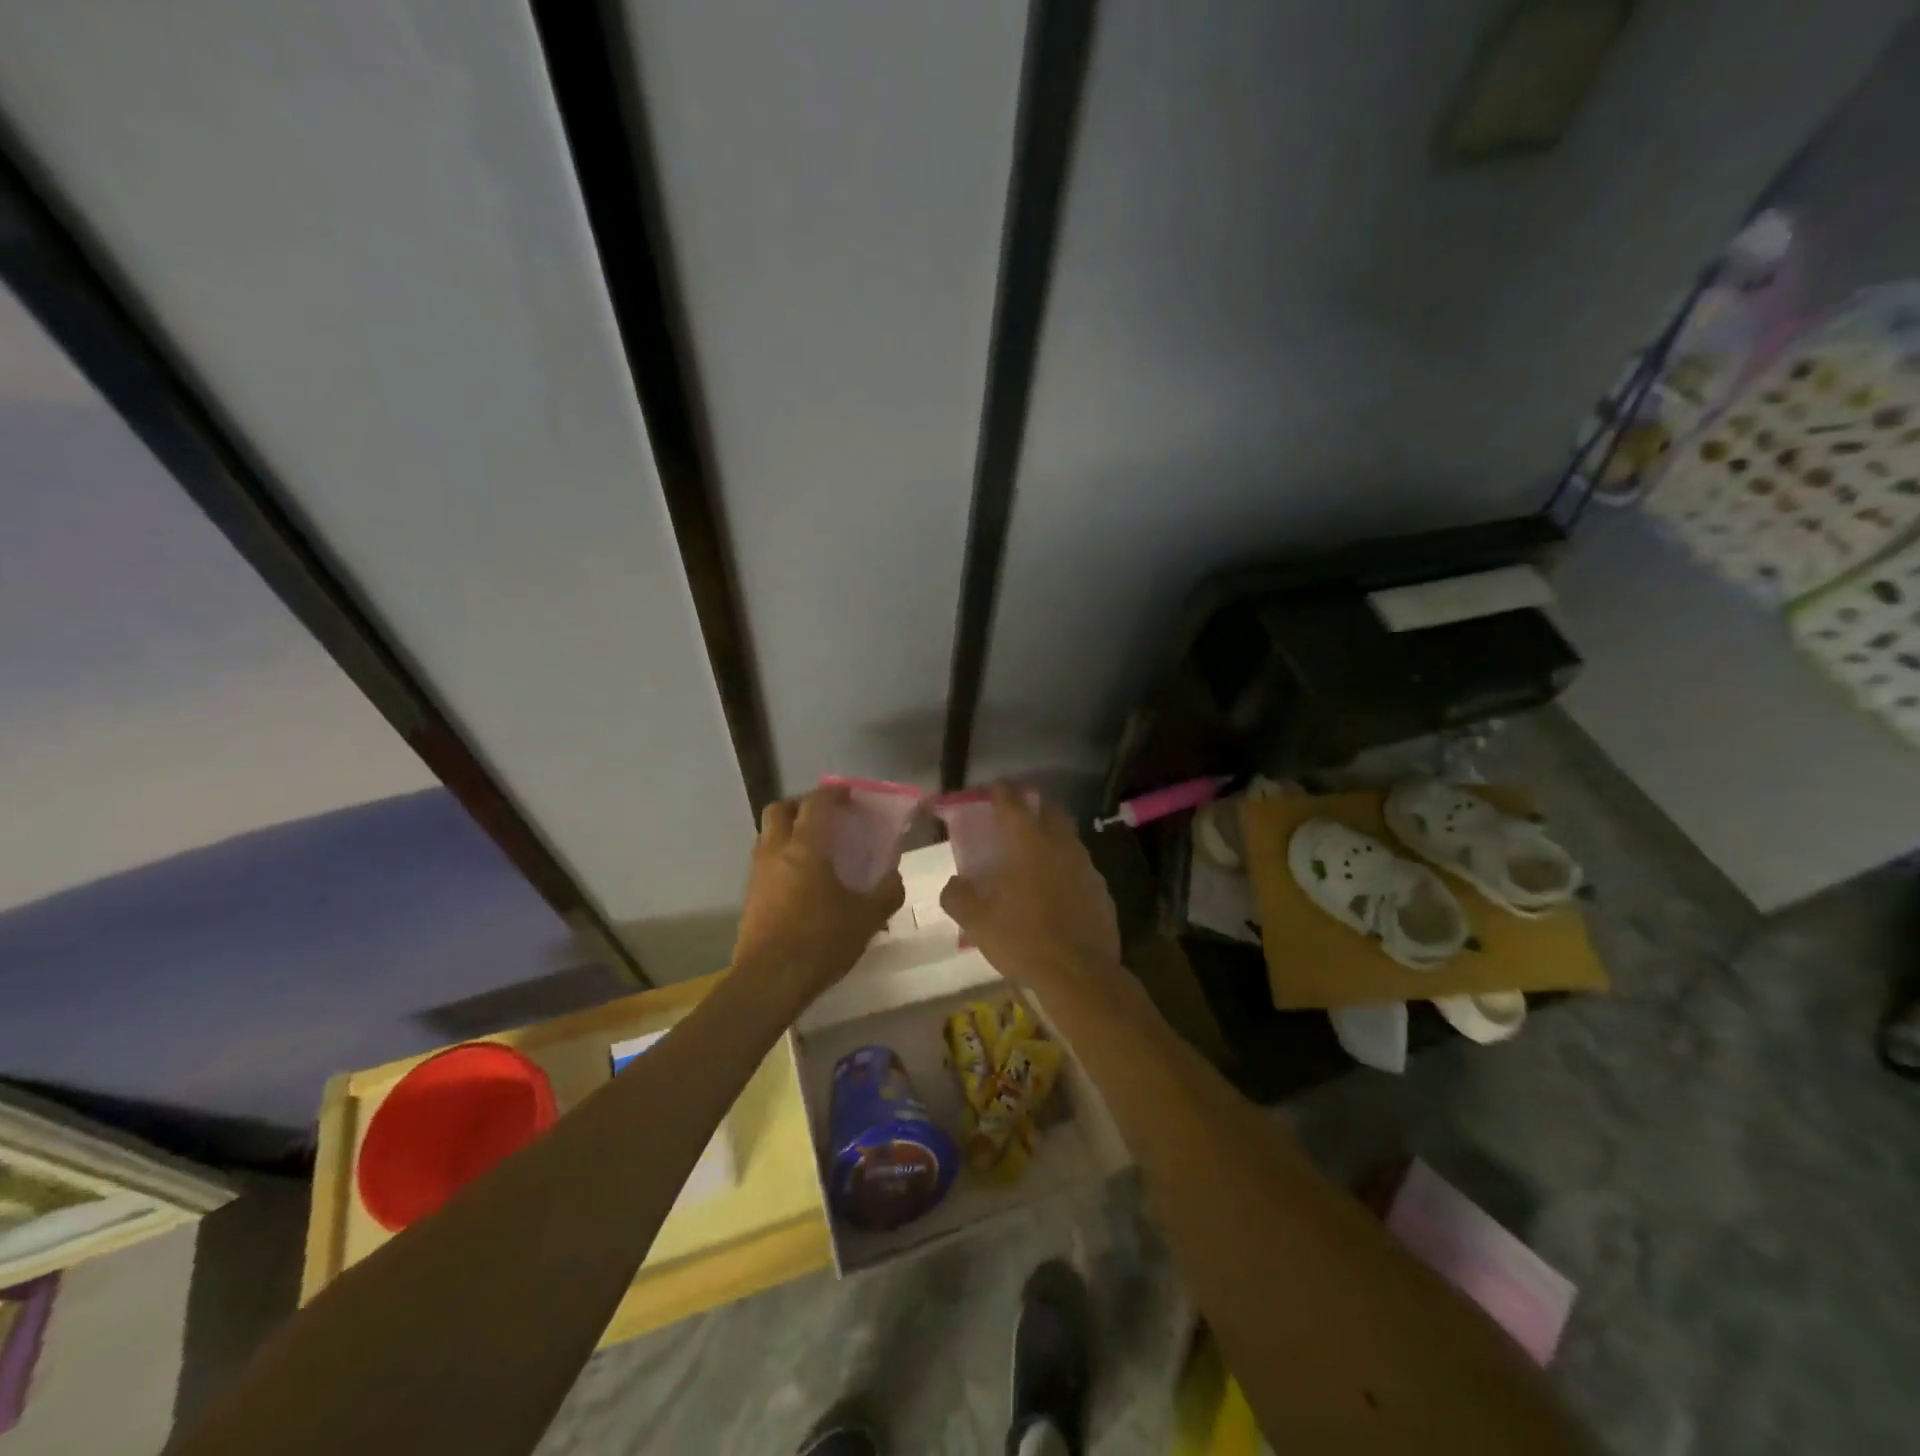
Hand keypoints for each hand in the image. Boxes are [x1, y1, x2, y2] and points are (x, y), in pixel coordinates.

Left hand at [732, 786, 904, 1000]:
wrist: (769, 980)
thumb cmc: (821, 941)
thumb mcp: (867, 918)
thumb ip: (886, 892)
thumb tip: (894, 877)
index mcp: (806, 847)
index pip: (817, 803)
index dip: (834, 793)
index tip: (849, 796)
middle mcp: (776, 851)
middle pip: (780, 809)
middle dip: (802, 806)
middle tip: (826, 818)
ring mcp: (758, 873)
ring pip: (768, 835)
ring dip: (788, 832)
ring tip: (815, 850)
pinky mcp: (749, 896)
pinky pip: (764, 862)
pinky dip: (781, 858)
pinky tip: (801, 882)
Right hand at [939, 783, 1122, 997]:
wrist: (1079, 974)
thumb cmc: (1023, 939)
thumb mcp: (977, 921)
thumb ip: (958, 896)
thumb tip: (954, 884)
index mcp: (1029, 844)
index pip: (1014, 805)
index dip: (1003, 792)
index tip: (996, 787)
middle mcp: (1062, 846)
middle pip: (1051, 812)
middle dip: (1035, 806)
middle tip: (1020, 814)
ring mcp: (1087, 868)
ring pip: (1070, 840)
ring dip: (1054, 837)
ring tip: (1038, 852)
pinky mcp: (1102, 892)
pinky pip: (1082, 870)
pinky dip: (1068, 869)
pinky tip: (1059, 889)